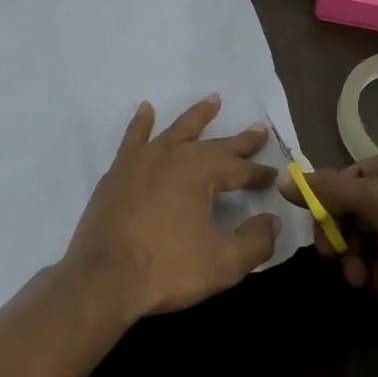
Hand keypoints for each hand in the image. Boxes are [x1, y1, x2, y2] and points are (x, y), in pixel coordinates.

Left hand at [66, 95, 279, 319]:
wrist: (103, 277)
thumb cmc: (167, 268)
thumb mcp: (223, 263)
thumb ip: (255, 241)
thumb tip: (272, 221)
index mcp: (200, 171)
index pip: (238, 169)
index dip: (258, 174)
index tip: (273, 177)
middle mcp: (173, 155)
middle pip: (213, 144)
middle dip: (238, 141)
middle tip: (258, 129)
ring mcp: (142, 160)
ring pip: (176, 130)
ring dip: (197, 116)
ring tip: (213, 99)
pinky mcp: (118, 172)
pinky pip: (133, 138)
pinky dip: (141, 123)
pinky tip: (146, 110)